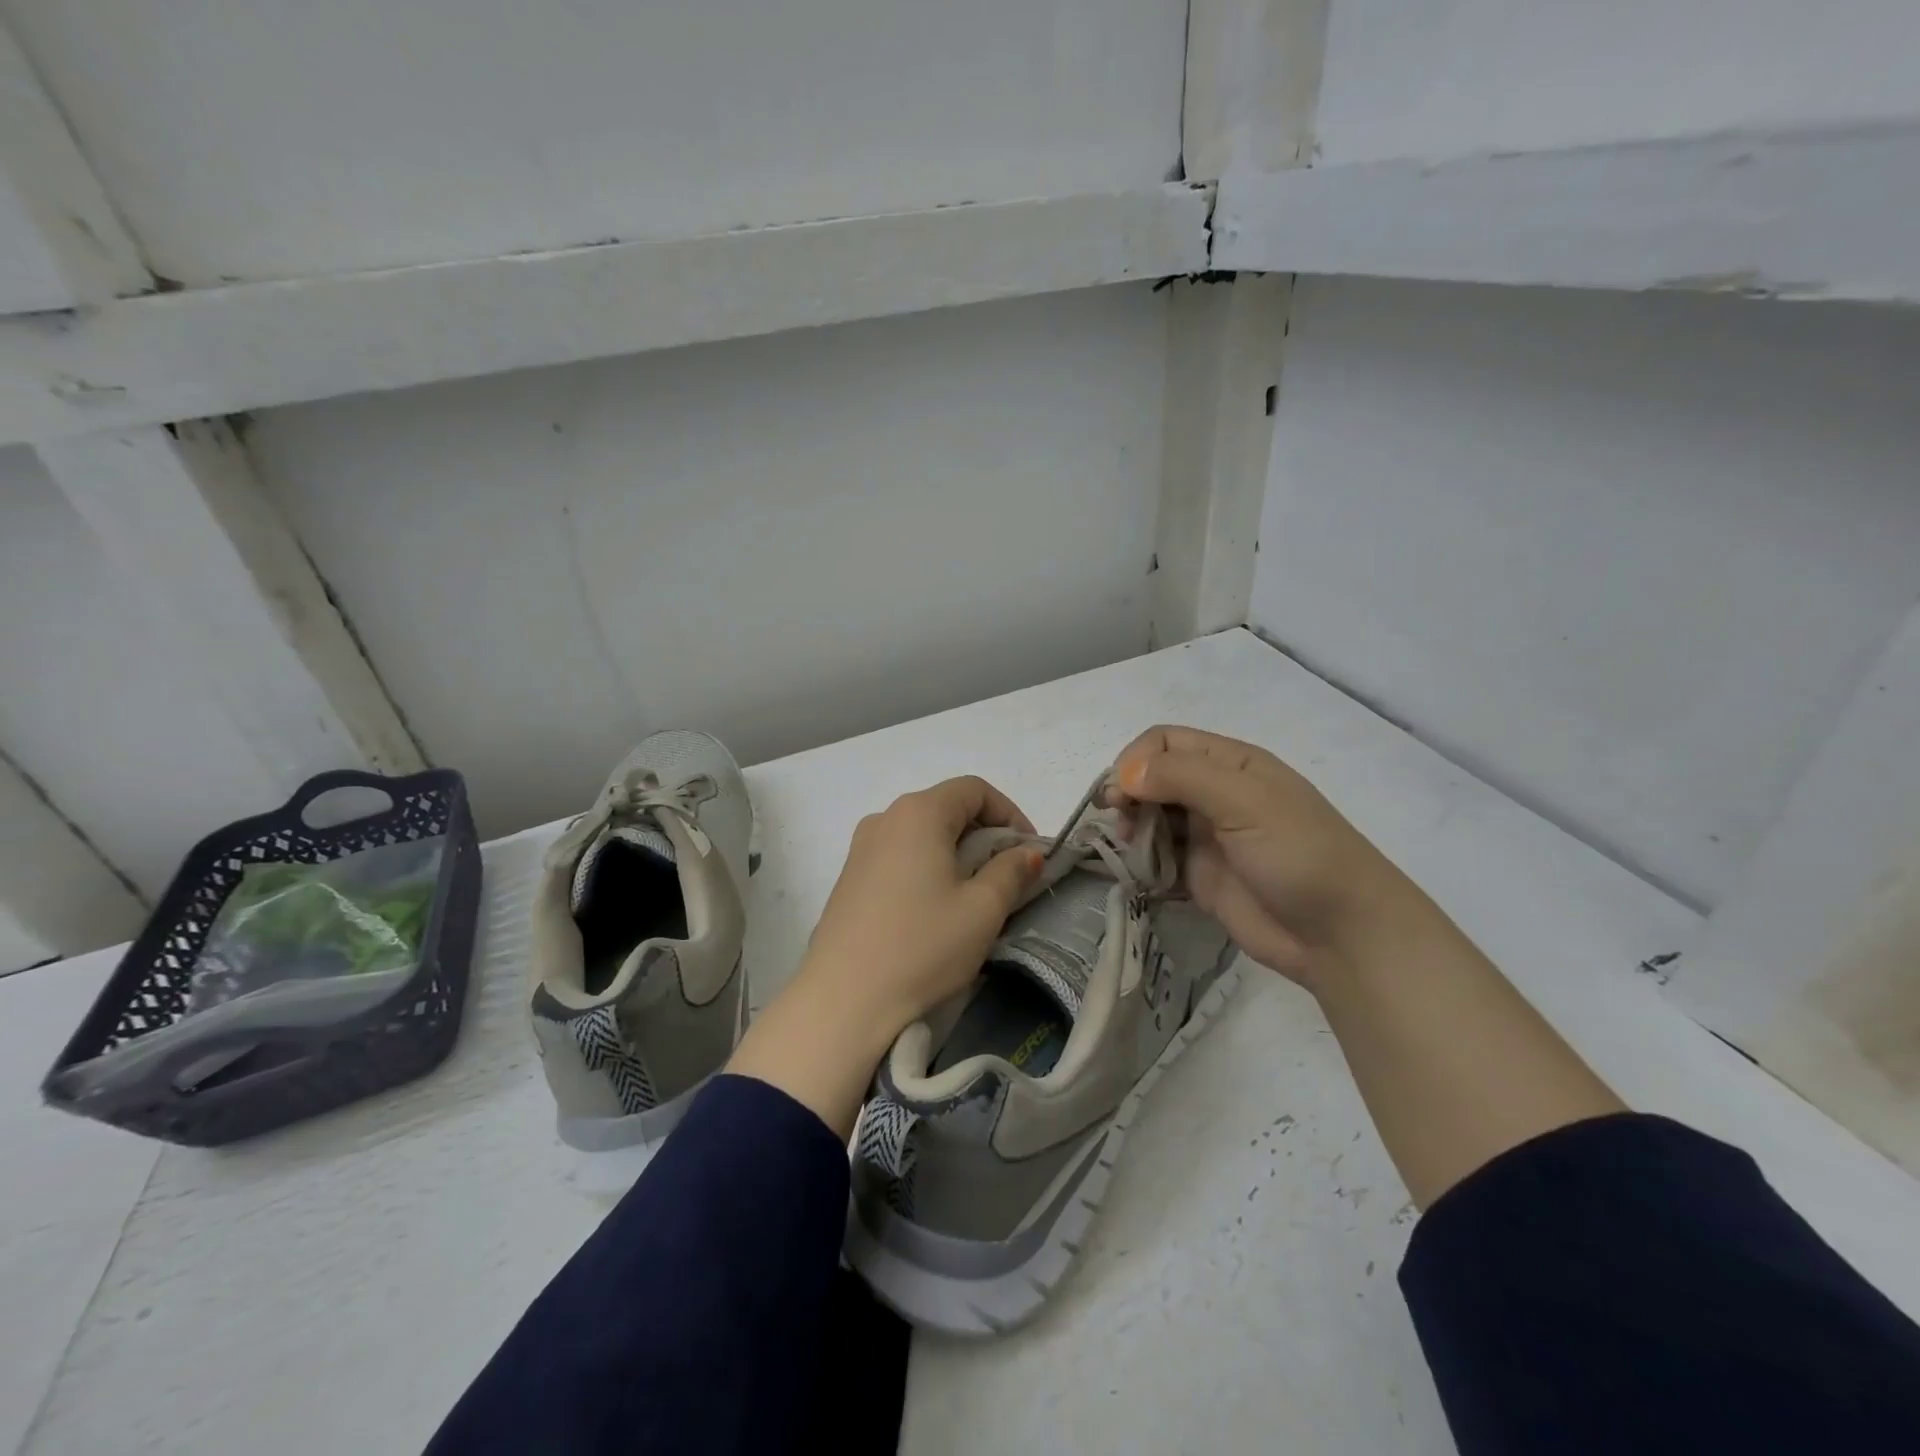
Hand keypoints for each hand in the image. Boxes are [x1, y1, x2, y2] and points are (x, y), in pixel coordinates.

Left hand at [727, 776, 1042, 1137]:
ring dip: (956, 853)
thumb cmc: (923, 946)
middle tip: (1008, 877)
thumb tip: (1026, 853)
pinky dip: (927, 868)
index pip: (974, 790)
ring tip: (974, 896)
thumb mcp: (982, 909)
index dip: (1010, 813)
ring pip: (922, 834)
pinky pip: (899, 856)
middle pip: (946, 808)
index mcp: (918, 812)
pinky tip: (935, 909)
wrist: (844, 1000)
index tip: (1028, 852)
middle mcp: (885, 818)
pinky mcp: (849, 877)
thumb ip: (1011, 871)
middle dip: (985, 835)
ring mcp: (861, 848)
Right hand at [1111, 726, 1409, 985]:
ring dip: (1133, 827)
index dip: (1136, 760)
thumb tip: (1124, 774)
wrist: (1341, 935)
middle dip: (1129, 794)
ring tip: (1132, 848)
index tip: (1122, 793)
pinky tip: (1141, 872)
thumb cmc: (1298, 854)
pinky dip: (1143, 861)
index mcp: (1231, 764)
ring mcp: (1208, 837)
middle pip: (1153, 778)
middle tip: (1121, 822)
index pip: (1165, 742)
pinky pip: (1159, 859)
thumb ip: (1182, 777)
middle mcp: (1216, 794)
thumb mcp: (1244, 801)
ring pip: (1152, 818)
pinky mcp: (1201, 876)